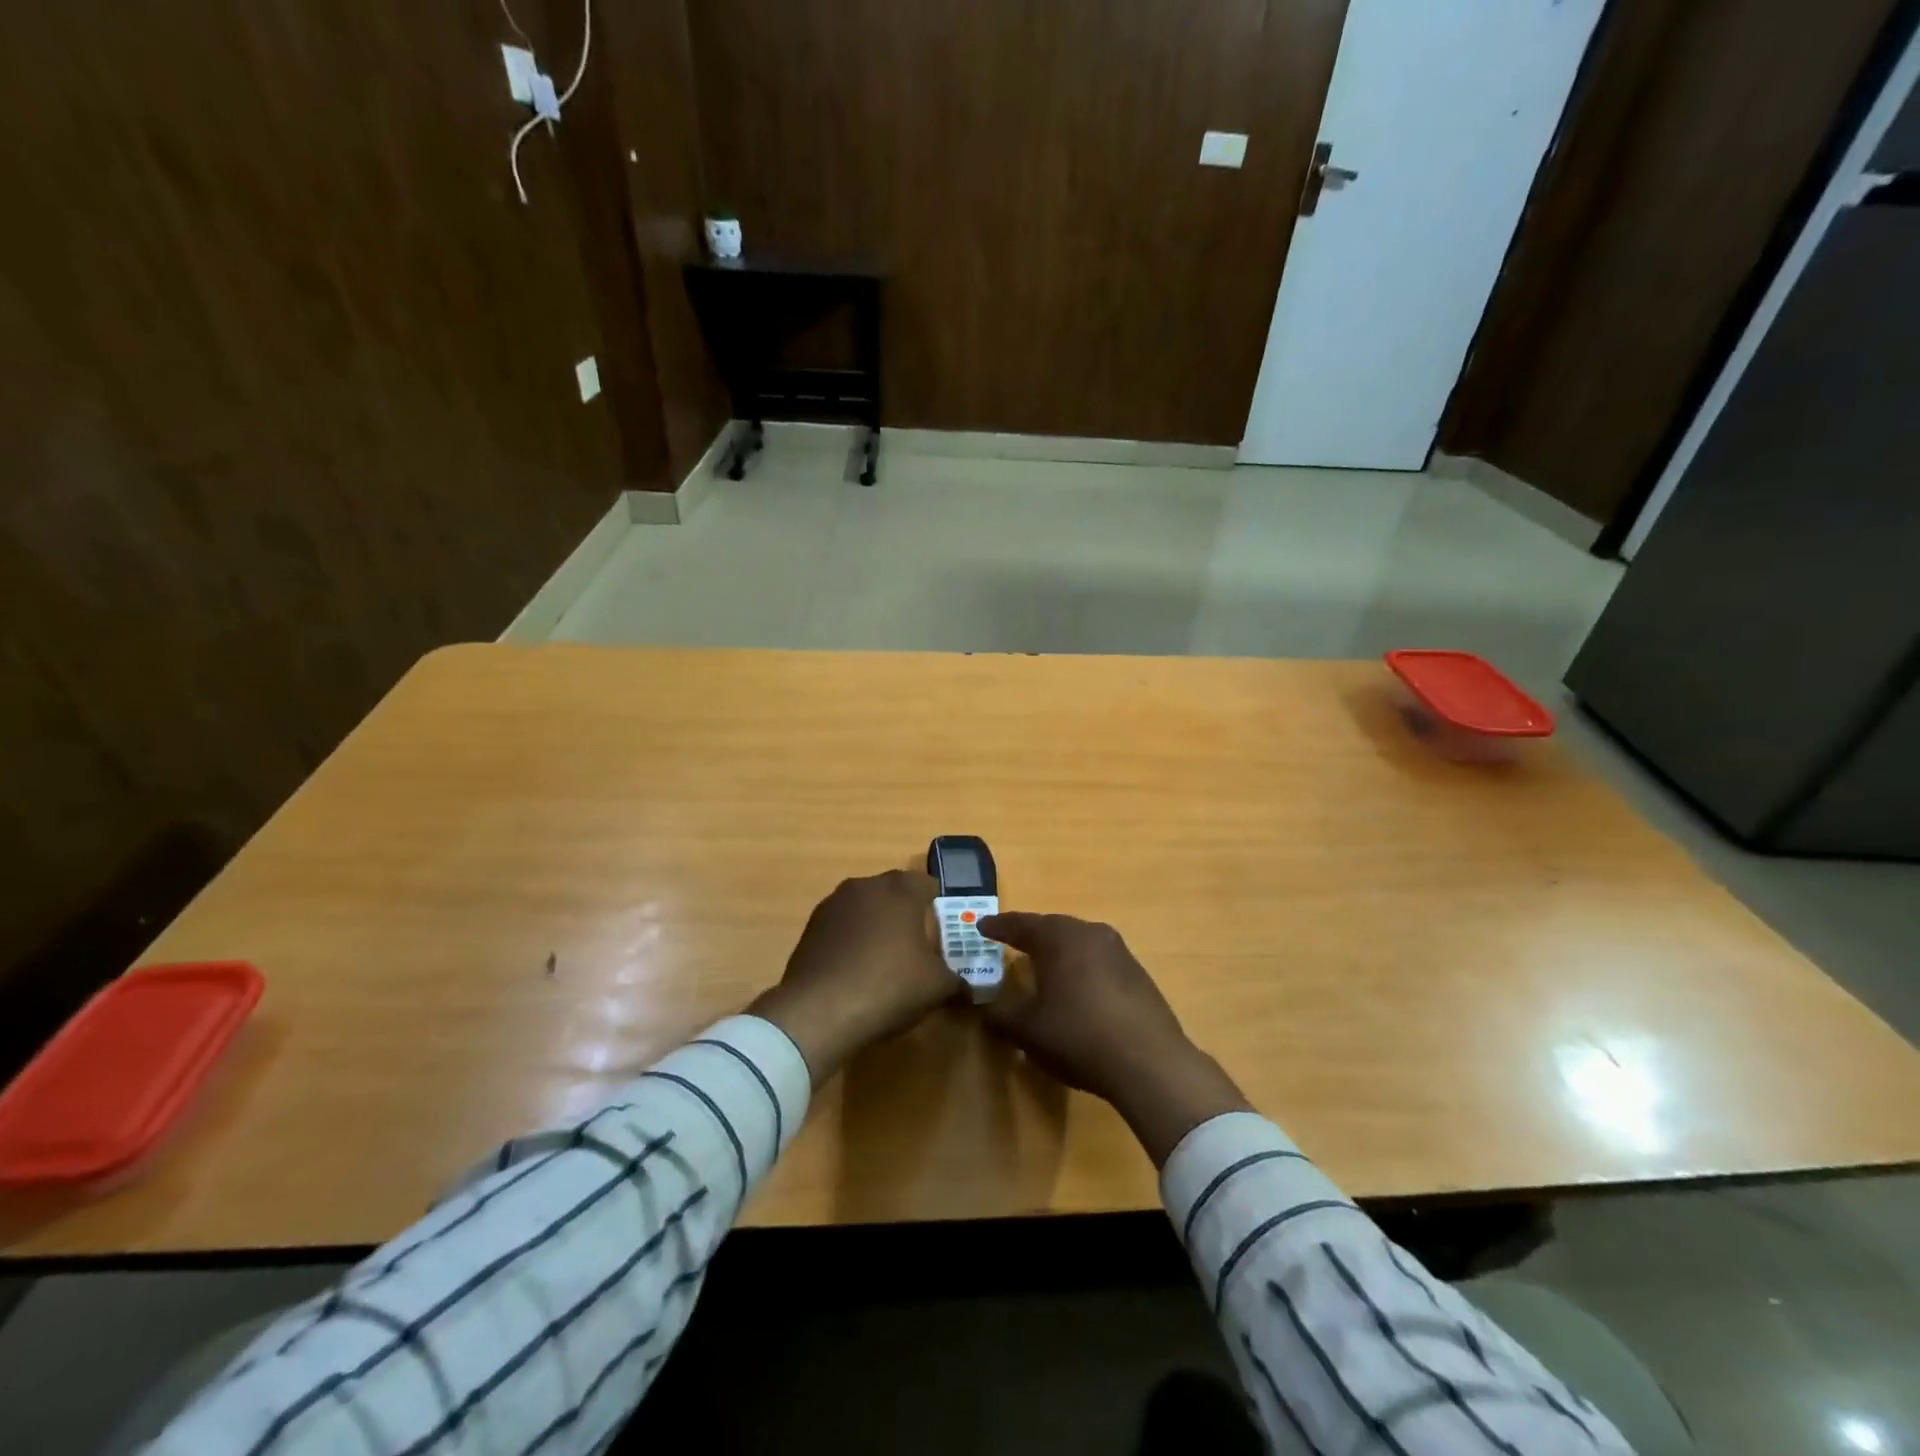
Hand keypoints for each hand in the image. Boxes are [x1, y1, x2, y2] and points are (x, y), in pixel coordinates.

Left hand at [751, 870, 960, 1086]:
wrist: (819, 1011)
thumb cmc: (889, 986)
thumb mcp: (937, 987)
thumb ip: (956, 978)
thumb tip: (966, 984)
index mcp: (900, 889)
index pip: (927, 884)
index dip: (938, 905)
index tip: (943, 931)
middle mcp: (865, 886)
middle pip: (894, 893)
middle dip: (906, 915)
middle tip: (917, 948)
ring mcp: (833, 904)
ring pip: (865, 909)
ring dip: (876, 927)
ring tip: (884, 962)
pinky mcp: (810, 928)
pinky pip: (842, 928)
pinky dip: (851, 942)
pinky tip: (856, 972)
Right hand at [977, 912, 1249, 1165]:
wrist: (1148, 1061)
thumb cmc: (1077, 1036)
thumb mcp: (1027, 1029)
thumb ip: (1000, 1013)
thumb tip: (984, 1006)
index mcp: (1059, 938)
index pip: (1021, 924)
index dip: (999, 926)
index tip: (982, 926)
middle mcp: (1089, 933)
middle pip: (1053, 927)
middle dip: (1031, 934)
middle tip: (1012, 941)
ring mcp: (1119, 951)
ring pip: (1079, 942)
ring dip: (1060, 950)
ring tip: (1044, 964)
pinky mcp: (1138, 973)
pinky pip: (1099, 960)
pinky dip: (1082, 967)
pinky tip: (1078, 988)